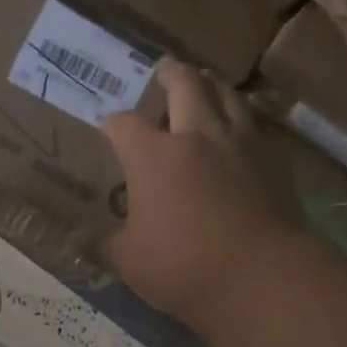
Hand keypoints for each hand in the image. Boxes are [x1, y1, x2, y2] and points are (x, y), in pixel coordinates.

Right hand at [101, 59, 301, 325]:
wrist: (260, 278)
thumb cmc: (183, 267)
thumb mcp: (129, 262)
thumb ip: (103, 246)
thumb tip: (76, 242)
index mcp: (153, 156)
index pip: (124, 124)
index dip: (113, 124)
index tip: (109, 128)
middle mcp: (196, 136)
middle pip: (184, 85)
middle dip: (170, 74)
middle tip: (164, 68)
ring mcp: (238, 144)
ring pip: (226, 94)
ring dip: (211, 83)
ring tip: (204, 82)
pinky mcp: (270, 161)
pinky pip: (253, 122)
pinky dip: (239, 115)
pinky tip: (237, 127)